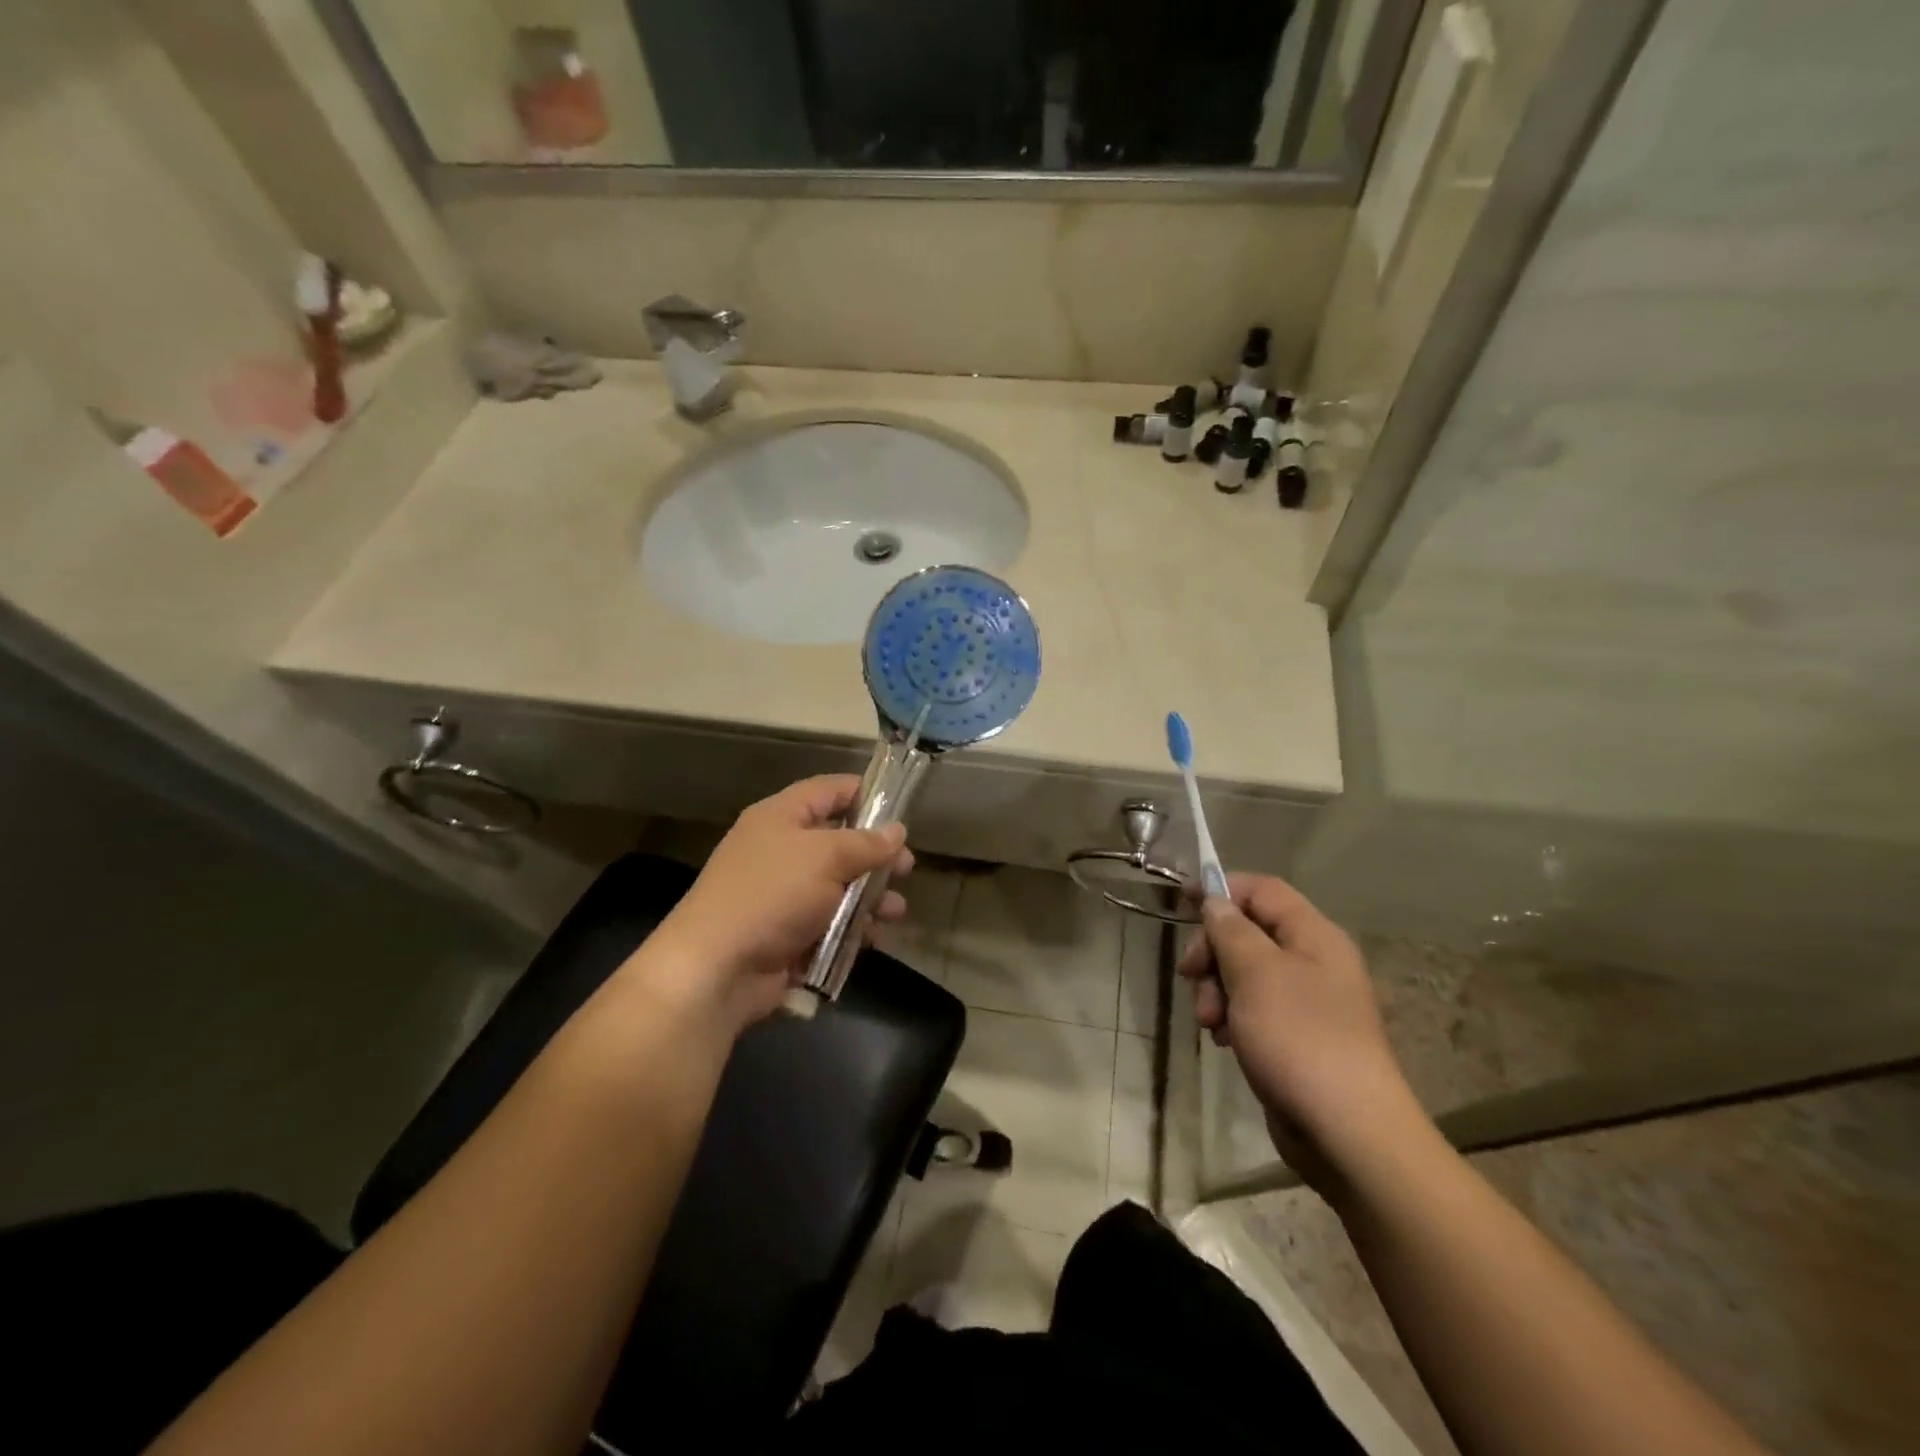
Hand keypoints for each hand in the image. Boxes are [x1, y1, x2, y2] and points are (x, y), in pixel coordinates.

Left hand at [640, 776, 911, 1032]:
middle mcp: (782, 850)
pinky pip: (830, 922)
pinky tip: (873, 937)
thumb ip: (866, 843)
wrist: (717, 969)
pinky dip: (853, 928)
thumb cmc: (772, 895)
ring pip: (840, 886)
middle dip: (876, 855)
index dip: (865, 794)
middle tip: (907, 868)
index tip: (901, 809)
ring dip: (871, 897)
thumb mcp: (825, 858)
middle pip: (839, 841)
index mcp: (781, 817)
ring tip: (894, 910)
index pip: (829, 791)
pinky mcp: (789, 933)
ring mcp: (784, 894)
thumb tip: (896, 831)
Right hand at [1178, 873, 1418, 1189]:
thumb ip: (1230, 930)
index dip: (1221, 889)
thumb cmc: (1299, 1038)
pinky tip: (1222, 1039)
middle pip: (1248, 931)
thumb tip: (1215, 900)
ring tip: (1209, 1021)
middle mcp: (1313, 961)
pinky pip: (1253, 1008)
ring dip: (1216, 989)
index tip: (1180, 902)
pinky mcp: (1295, 1036)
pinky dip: (1231, 1016)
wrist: (1346, 1132)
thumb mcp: (1255, 973)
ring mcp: (1306, 1001)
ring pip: (1245, 972)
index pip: (1262, 890)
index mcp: (1313, 935)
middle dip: (1213, 951)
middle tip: (1190, 975)